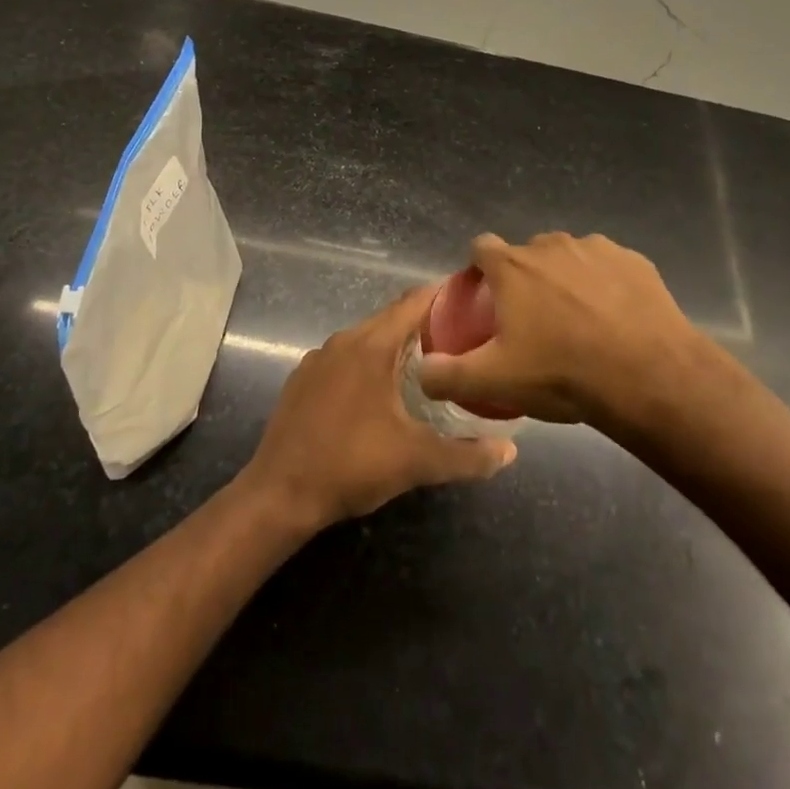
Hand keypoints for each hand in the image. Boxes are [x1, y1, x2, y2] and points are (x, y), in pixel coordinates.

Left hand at [240, 286, 516, 531]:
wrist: (279, 494)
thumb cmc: (351, 465)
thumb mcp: (416, 462)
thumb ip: (467, 455)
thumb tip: (510, 452)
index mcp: (371, 346)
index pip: (413, 303)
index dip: (442, 295)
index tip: (470, 296)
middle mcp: (344, 340)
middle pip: (390, 318)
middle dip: (424, 322)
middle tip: (460, 335)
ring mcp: (318, 358)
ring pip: (366, 338)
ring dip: (395, 344)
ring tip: (427, 361)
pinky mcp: (302, 378)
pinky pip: (345, 356)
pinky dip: (368, 361)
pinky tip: (380, 389)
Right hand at [419, 232, 707, 426]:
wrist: (648, 375)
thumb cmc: (563, 372)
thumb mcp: (495, 381)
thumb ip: (448, 375)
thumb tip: (421, 372)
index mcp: (513, 265)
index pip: (481, 247)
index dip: (479, 269)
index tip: (485, 296)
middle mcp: (551, 245)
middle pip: (527, 253)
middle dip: (525, 277)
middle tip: (533, 320)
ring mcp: (596, 248)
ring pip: (569, 257)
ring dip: (566, 279)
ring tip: (578, 321)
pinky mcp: (634, 260)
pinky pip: (609, 267)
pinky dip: (605, 285)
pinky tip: (615, 318)